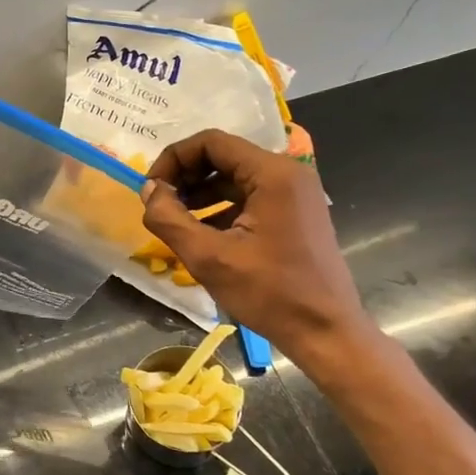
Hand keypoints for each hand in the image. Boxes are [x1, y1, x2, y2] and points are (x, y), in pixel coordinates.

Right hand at [141, 129, 369, 360]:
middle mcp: (288, 173)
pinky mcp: (295, 213)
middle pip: (224, 156)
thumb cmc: (270, 293)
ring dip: (202, 192)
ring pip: (236, 177)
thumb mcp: (209, 257)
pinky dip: (222, 207)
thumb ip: (169, 218)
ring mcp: (295, 193)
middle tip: (161, 205)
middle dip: (187, 176)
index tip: (152, 189)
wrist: (326, 331)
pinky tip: (203, 234)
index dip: (174, 159)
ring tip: (176, 220)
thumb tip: (149, 190)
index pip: (211, 142)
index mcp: (272, 173)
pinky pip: (250, 196)